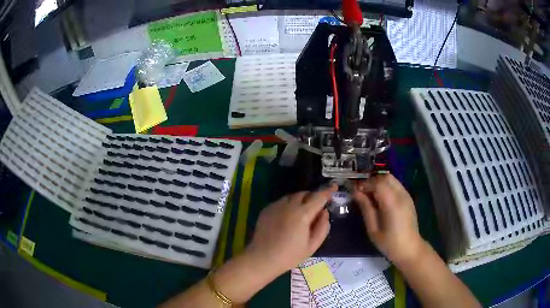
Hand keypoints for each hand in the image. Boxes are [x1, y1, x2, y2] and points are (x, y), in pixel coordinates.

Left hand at [244, 184, 337, 276]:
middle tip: (315, 208)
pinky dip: (287, 205)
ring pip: (291, 196)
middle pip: (304, 194)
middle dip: (312, 197)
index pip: (318, 197)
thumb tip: (324, 212)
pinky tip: (286, 218)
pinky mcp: (266, 209)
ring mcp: (275, 206)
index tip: (334, 186)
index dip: (328, 191)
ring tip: (300, 214)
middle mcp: (289, 206)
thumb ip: (322, 227)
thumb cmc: (290, 256)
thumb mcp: (312, 246)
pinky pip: (281, 202)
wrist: (262, 259)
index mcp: (302, 214)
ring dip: (299, 200)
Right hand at [353, 174, 425, 265]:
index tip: (355, 190)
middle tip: (362, 192)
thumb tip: (356, 192)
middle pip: (385, 177)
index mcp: (392, 204)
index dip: (365, 184)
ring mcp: (406, 195)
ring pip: (391, 179)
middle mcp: (401, 195)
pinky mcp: (408, 198)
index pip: (377, 183)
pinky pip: (396, 185)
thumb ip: (366, 208)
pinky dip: (386, 186)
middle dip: (372, 181)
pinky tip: (380, 199)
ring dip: (379, 182)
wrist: (409, 248)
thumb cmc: (389, 243)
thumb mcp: (373, 229)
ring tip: (370, 195)